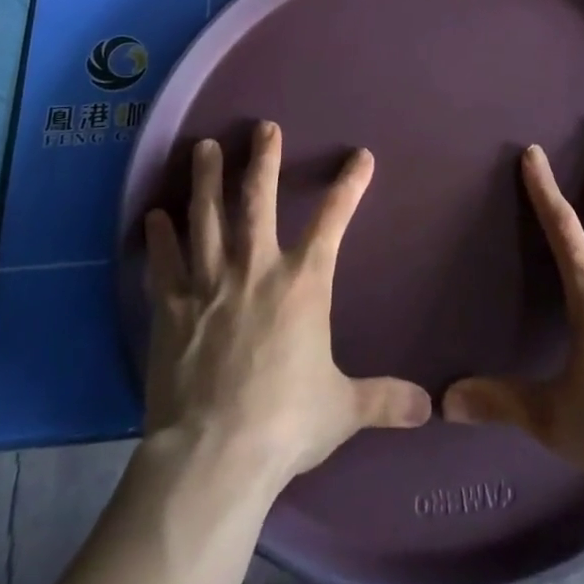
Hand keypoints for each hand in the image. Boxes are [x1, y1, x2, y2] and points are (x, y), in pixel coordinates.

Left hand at [142, 121, 430, 490]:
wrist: (214, 456)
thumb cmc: (285, 423)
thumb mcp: (342, 409)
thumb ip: (384, 399)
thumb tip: (429, 408)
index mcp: (302, 284)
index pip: (333, 221)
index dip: (350, 186)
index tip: (361, 156)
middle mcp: (256, 270)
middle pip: (258, 200)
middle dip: (263, 160)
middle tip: (262, 126)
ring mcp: (209, 284)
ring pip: (206, 217)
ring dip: (206, 180)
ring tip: (204, 147)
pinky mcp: (171, 308)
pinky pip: (165, 262)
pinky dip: (159, 237)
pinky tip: (154, 216)